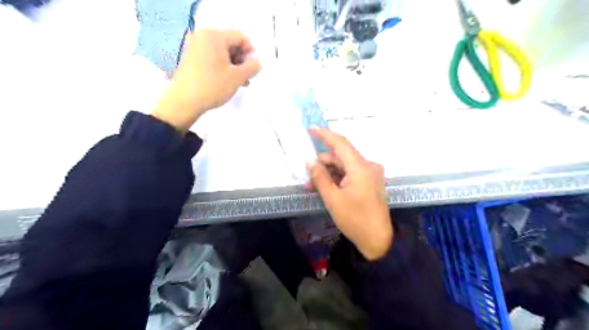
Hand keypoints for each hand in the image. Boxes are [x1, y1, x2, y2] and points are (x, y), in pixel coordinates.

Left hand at [152, 29, 260, 132]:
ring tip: (241, 82)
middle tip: (248, 76)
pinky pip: (213, 58)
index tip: (255, 67)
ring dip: (234, 66)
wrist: (184, 102)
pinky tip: (229, 81)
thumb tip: (257, 63)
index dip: (251, 51)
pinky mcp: (191, 59)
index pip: (240, 37)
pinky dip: (223, 67)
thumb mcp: (237, 77)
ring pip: (222, 53)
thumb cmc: (213, 86)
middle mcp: (203, 37)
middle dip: (242, 60)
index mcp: (214, 36)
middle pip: (231, 44)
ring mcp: (195, 47)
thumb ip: (252, 67)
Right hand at [308, 129, 390, 260]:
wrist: (378, 240)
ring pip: (344, 166)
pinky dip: (338, 179)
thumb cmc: (355, 220)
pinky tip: (326, 188)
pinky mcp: (370, 182)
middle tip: (307, 176)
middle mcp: (368, 166)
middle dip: (323, 164)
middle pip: (341, 157)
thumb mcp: (333, 199)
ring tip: (313, 186)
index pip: (340, 144)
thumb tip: (310, 162)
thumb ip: (320, 178)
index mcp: (360, 167)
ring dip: (329, 173)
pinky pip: (351, 174)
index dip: (325, 135)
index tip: (311, 129)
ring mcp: (371, 174)